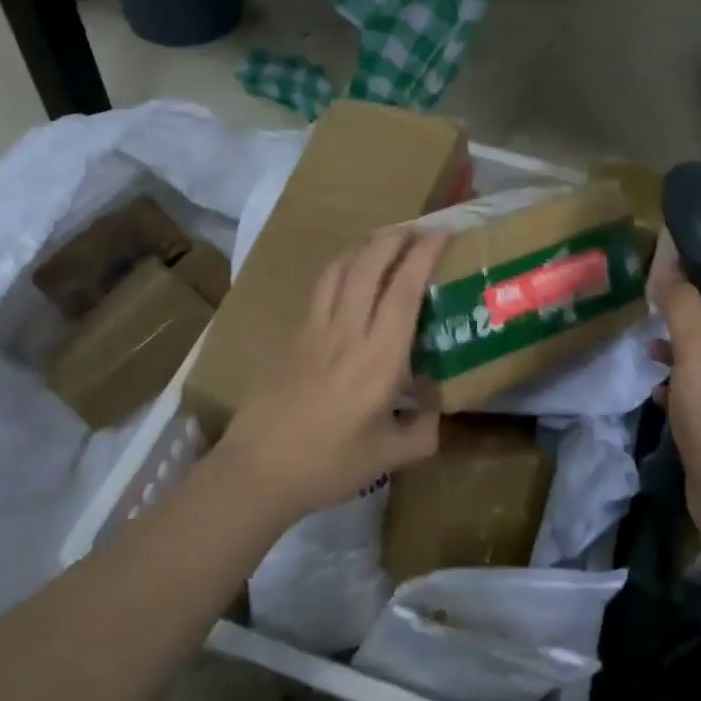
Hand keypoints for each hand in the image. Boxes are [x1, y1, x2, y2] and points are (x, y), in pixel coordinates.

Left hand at [214, 228, 448, 520]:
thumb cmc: (329, 465)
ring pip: (339, 269)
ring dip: (364, 247)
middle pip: (368, 265)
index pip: (404, 290)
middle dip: (394, 238)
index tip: (442, 233)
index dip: (424, 255)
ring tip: (383, 243)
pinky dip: (341, 270)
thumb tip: (435, 408)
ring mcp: (313, 330)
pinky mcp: (290, 337)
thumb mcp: (390, 456)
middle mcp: (346, 333)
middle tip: (415, 230)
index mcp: (378, 359)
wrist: (258, 470)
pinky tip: (348, 280)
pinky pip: (320, 289)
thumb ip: (424, 430)